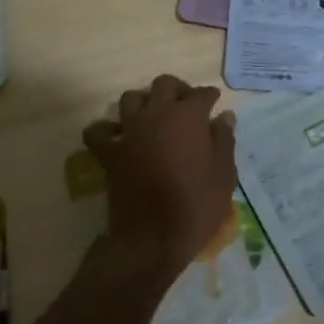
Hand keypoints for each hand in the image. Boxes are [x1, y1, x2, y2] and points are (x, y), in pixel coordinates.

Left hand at [82, 75, 237, 277]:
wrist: (153, 238)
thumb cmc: (196, 207)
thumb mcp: (224, 176)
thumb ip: (224, 141)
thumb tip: (224, 116)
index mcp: (188, 117)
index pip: (201, 94)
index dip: (210, 97)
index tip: (214, 104)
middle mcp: (156, 115)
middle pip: (164, 85)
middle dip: (178, 90)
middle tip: (187, 107)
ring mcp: (129, 132)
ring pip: (131, 98)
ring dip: (144, 102)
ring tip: (154, 117)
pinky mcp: (109, 152)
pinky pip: (99, 130)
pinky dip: (107, 129)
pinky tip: (119, 136)